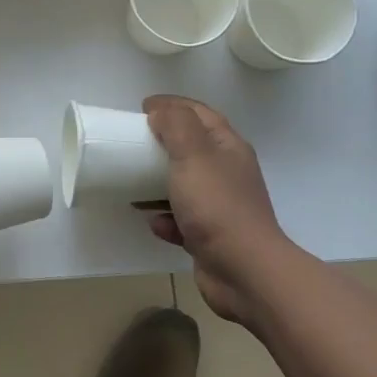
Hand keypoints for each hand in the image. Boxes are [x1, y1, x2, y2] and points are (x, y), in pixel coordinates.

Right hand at [140, 95, 289, 323]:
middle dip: (162, 144)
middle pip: (191, 148)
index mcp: (228, 148)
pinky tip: (155, 223)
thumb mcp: (194, 154)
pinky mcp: (211, 236)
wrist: (244, 271)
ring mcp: (221, 206)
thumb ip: (176, 125)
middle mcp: (228, 173)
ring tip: (132, 184)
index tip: (142, 107)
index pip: (200, 113)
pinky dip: (166, 219)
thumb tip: (161, 111)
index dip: (172, 105)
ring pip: (184, 185)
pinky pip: (182, 220)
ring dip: (157, 183)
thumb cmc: (217, 206)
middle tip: (132, 143)